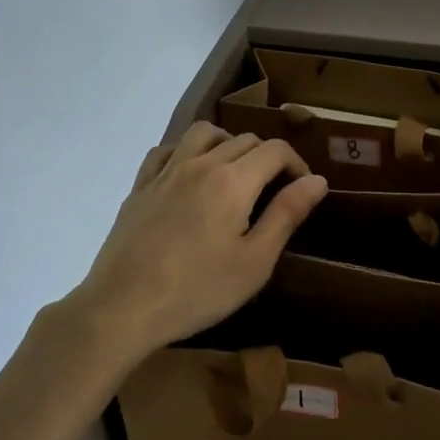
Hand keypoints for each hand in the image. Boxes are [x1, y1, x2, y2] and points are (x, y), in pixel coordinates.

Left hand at [71, 122, 328, 362]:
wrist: (122, 307)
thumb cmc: (197, 290)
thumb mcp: (254, 261)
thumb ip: (287, 214)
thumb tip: (317, 179)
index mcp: (233, 180)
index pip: (275, 150)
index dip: (297, 164)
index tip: (303, 190)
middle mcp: (201, 163)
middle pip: (245, 139)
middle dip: (268, 157)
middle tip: (274, 192)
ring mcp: (166, 171)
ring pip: (204, 133)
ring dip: (228, 143)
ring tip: (235, 173)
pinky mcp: (141, 185)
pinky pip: (167, 149)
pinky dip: (187, 151)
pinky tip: (190, 175)